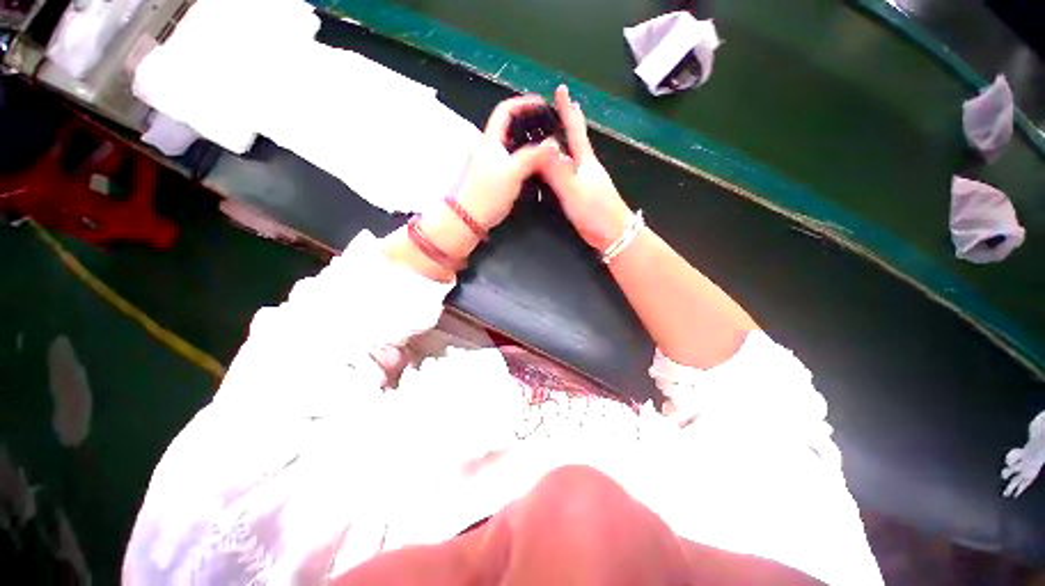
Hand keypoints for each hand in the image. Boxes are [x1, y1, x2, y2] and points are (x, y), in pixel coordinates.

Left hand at [385, 95, 558, 282]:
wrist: (471, 216)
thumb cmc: (489, 192)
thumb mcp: (513, 172)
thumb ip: (533, 156)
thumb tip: (553, 144)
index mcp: (491, 139)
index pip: (506, 110)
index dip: (523, 103)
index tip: (541, 103)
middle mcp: (490, 146)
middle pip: (510, 126)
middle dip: (529, 122)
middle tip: (548, 126)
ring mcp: (492, 161)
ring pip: (513, 144)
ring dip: (529, 141)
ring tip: (547, 144)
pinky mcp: (495, 175)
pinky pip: (513, 159)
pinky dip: (526, 157)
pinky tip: (537, 164)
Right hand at [539, 85, 633, 250]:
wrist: (613, 233)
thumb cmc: (595, 210)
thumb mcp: (573, 189)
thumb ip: (557, 170)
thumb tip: (543, 146)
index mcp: (585, 161)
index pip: (575, 129)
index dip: (567, 109)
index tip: (562, 89)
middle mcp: (587, 167)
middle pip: (577, 139)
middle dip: (570, 121)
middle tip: (561, 106)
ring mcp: (587, 181)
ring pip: (573, 156)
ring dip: (565, 142)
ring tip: (554, 134)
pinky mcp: (584, 194)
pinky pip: (569, 172)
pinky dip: (562, 164)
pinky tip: (558, 169)